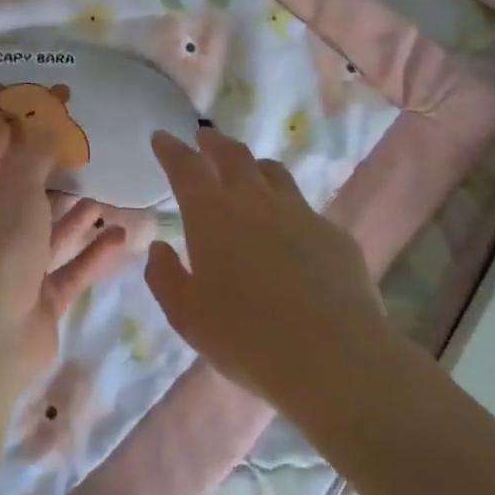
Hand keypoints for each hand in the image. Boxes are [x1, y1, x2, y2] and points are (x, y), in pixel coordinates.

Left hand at [0, 115, 127, 382]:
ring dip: (77, 215)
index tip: (44, 108)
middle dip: (54, 175)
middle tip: (88, 154)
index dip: (14, 128)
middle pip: (26, 192)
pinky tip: (123, 236)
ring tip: (109, 195)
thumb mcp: (18, 187)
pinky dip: (95, 252)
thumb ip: (36, 155)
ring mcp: (19, 264)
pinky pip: (72, 267)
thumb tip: (46, 123)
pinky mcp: (42, 295)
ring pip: (51, 232)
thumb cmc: (0, 245)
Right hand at [145, 129, 397, 419]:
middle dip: (214, 144)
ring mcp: (300, 214)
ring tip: (248, 171)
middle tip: (204, 139)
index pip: (186, 167)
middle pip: (234, 156)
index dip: (171, 149)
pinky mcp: (334, 235)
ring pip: (274, 173)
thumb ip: (165, 276)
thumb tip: (160, 247)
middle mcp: (255, 202)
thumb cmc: (245, 337)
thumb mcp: (187, 315)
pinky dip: (286, 207)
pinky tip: (288, 230)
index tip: (162, 137)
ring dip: (253, 165)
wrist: (334, 357)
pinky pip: (304, 208)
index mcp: (212, 215)